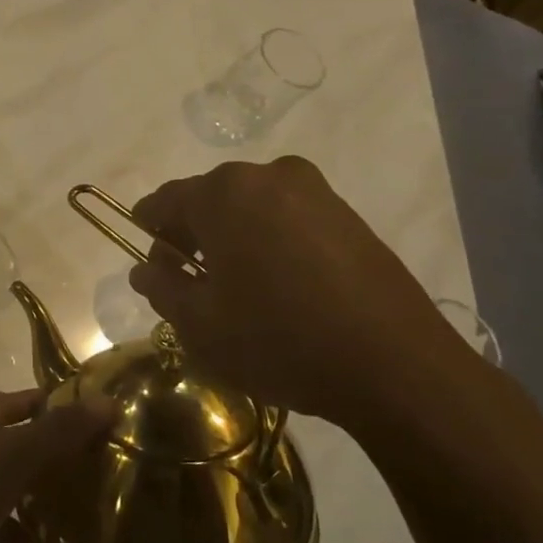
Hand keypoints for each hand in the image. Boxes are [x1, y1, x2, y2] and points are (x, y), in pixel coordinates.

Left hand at [0, 389, 114, 542]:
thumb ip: (58, 433)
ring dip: (43, 529)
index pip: (15, 405)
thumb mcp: (11, 455)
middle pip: (15, 459)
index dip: (51, 407)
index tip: (94, 416)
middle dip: (54, 471)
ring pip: (10, 514)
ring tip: (92, 540)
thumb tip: (108, 403)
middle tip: (102, 481)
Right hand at [127, 157, 483, 435]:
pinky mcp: (349, 216)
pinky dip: (271, 244)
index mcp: (223, 193)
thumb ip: (162, 288)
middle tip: (190, 285)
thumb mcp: (199, 325)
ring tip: (238, 291)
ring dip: (233, 240)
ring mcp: (315, 193)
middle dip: (192, 237)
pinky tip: (280, 289)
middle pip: (209, 200)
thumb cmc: (279, 340)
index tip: (148, 263)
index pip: (165, 200)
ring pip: (251, 209)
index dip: (149, 230)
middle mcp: (268, 176)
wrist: (397, 367)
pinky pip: (289, 220)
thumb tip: (145, 270)